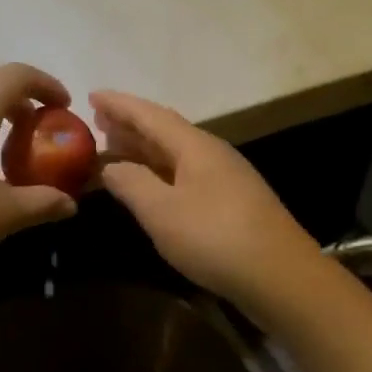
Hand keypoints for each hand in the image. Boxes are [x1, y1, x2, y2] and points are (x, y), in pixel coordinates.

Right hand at [92, 91, 325, 313]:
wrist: (280, 276)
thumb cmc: (215, 238)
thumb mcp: (161, 211)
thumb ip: (131, 183)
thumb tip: (109, 166)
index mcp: (195, 147)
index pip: (150, 115)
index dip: (119, 105)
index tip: (91, 95)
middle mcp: (211, 154)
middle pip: (164, 131)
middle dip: (130, 125)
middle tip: (97, 123)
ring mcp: (224, 178)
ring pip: (175, 154)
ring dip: (143, 149)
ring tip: (115, 149)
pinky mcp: (230, 203)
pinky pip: (184, 174)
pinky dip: (159, 172)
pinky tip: (149, 184)